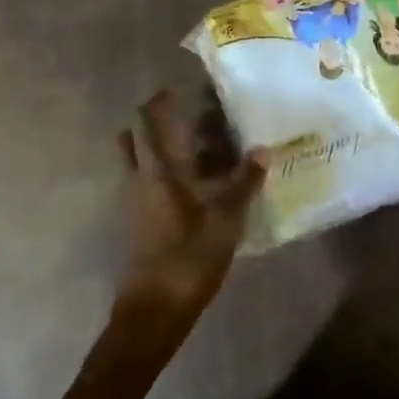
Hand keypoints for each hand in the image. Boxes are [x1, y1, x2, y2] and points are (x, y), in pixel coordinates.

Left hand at [114, 91, 265, 333]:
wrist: (154, 309)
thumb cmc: (188, 258)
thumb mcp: (225, 220)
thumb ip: (243, 183)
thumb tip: (262, 150)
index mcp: (156, 171)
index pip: (147, 122)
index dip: (157, 102)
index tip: (176, 89)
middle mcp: (139, 179)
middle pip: (135, 138)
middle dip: (154, 123)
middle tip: (188, 117)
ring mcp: (135, 201)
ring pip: (141, 162)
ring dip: (161, 149)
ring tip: (201, 147)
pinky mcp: (139, 221)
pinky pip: (148, 183)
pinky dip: (165, 174)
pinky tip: (197, 184)